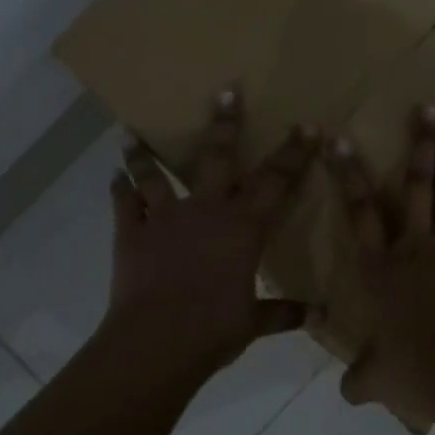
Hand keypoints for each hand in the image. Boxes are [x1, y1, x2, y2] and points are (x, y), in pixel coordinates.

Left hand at [106, 90, 318, 379]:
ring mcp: (165, 219)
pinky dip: (119, 191)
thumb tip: (320, 316)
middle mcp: (206, 211)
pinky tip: (114, 179)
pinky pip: (123, 207)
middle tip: (226, 91)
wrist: (156, 342)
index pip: (277, 182)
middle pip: (218, 158)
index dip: (294, 153)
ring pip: (156, 176)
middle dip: (225, 124)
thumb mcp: (254, 323)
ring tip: (131, 134)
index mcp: (243, 228)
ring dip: (144, 155)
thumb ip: (283, 313)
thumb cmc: (214, 329)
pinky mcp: (131, 235)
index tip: (306, 126)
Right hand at [326, 106, 434, 425]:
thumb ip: (361, 379)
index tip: (339, 139)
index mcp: (380, 269)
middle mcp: (414, 246)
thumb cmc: (412, 371)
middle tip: (425, 107)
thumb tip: (348, 393)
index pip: (358, 212)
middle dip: (419, 144)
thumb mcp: (377, 379)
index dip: (348, 174)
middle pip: (415, 186)